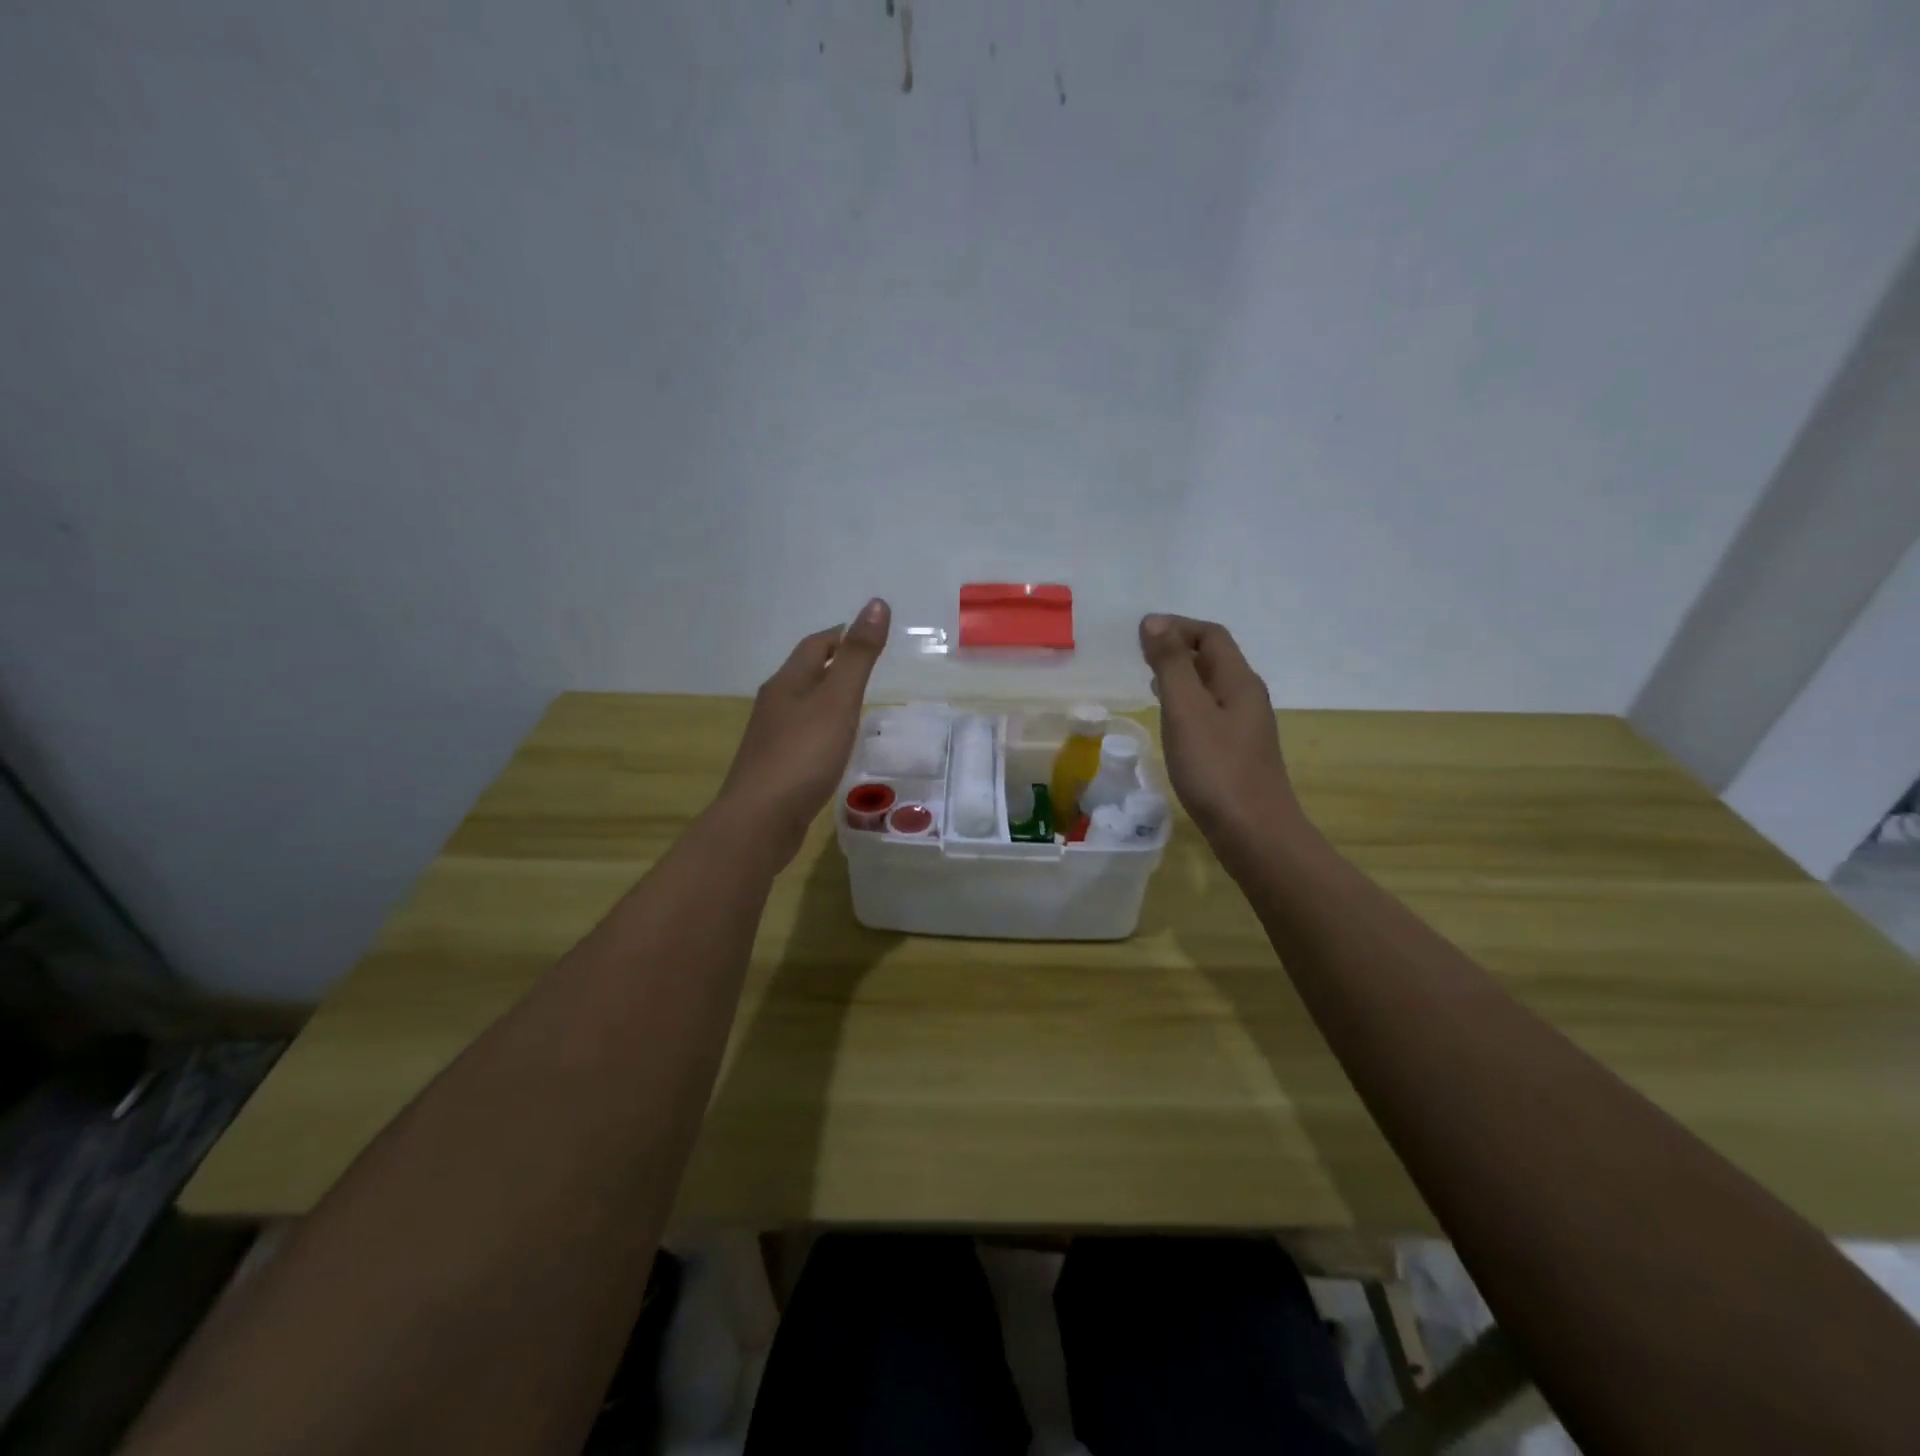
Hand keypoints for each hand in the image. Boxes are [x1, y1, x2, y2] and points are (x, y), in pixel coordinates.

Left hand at [717, 598, 891, 867]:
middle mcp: (774, 704)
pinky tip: (834, 745)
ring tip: (855, 703)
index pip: (815, 645)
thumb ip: (858, 656)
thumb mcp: (838, 700)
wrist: (761, 820)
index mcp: (787, 682)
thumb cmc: (803, 755)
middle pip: (804, 673)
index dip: (841, 635)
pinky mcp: (775, 767)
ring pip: (802, 706)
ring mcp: (771, 737)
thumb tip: (876, 603)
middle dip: (833, 664)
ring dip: (826, 698)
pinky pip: (802, 736)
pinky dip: (822, 729)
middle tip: (867, 666)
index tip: (867, 634)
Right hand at [1139, 614, 1302, 849]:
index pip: (1211, 635)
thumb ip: (1171, 665)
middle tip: (1141, 655)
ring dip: (1182, 676)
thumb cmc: (1216, 769)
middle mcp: (1247, 697)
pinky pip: (1210, 712)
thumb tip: (1154, 622)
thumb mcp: (1186, 711)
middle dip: (1179, 648)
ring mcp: (1245, 727)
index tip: (1141, 634)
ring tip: (1151, 681)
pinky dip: (1187, 704)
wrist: (1254, 833)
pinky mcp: (1238, 752)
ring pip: (1212, 686)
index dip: (1177, 626)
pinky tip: (1171, 723)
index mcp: (1238, 681)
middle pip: (1215, 658)